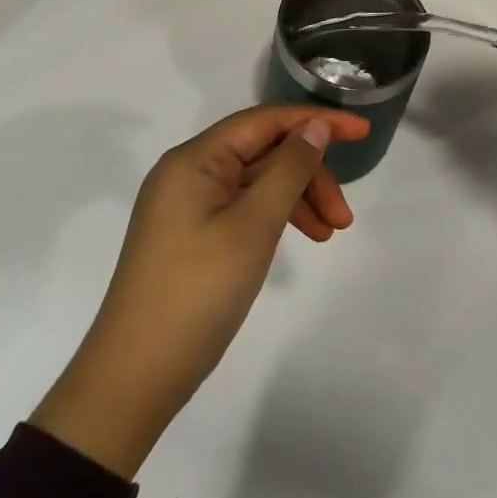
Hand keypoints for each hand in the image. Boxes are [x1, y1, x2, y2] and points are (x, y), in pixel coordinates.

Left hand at [30, 105, 368, 478]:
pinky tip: (301, 239)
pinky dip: (276, 217)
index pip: (266, 120)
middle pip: (265, 152)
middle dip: (310, 175)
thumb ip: (290, 168)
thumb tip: (315, 126)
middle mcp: (189, 172)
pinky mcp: (192, 234)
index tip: (362, 131)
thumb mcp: (254, 225)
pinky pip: (245, 207)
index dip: (317, 121)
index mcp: (195, 159)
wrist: (135, 377)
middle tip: (343, 217)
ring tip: (332, 234)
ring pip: (258, 182)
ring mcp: (188, 205)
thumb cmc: (198, 290)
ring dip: (298, 199)